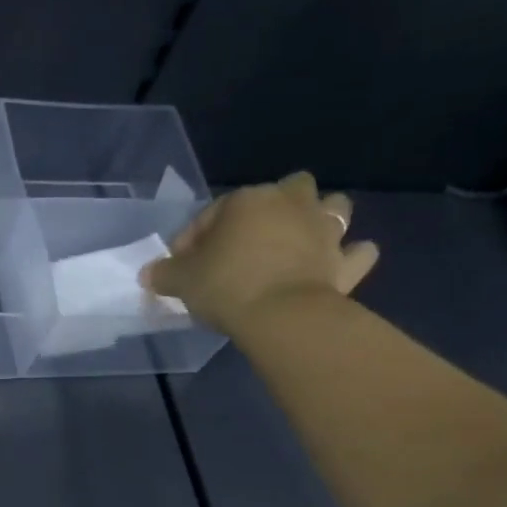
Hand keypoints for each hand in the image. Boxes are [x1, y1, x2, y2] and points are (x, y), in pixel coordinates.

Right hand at [141, 172, 380, 338]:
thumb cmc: (226, 286)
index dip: (194, 238)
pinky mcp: (346, 263)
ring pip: (334, 207)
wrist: (282, 316)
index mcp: (248, 200)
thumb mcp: (181, 281)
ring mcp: (325, 231)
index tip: (182, 265)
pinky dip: (351, 256)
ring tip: (301, 241)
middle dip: (274, 206)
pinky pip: (358, 253)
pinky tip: (340, 264)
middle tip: (251, 239)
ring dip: (320, 218)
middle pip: (288, 189)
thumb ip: (164, 274)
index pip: (214, 212)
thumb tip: (148, 274)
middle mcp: (291, 204)